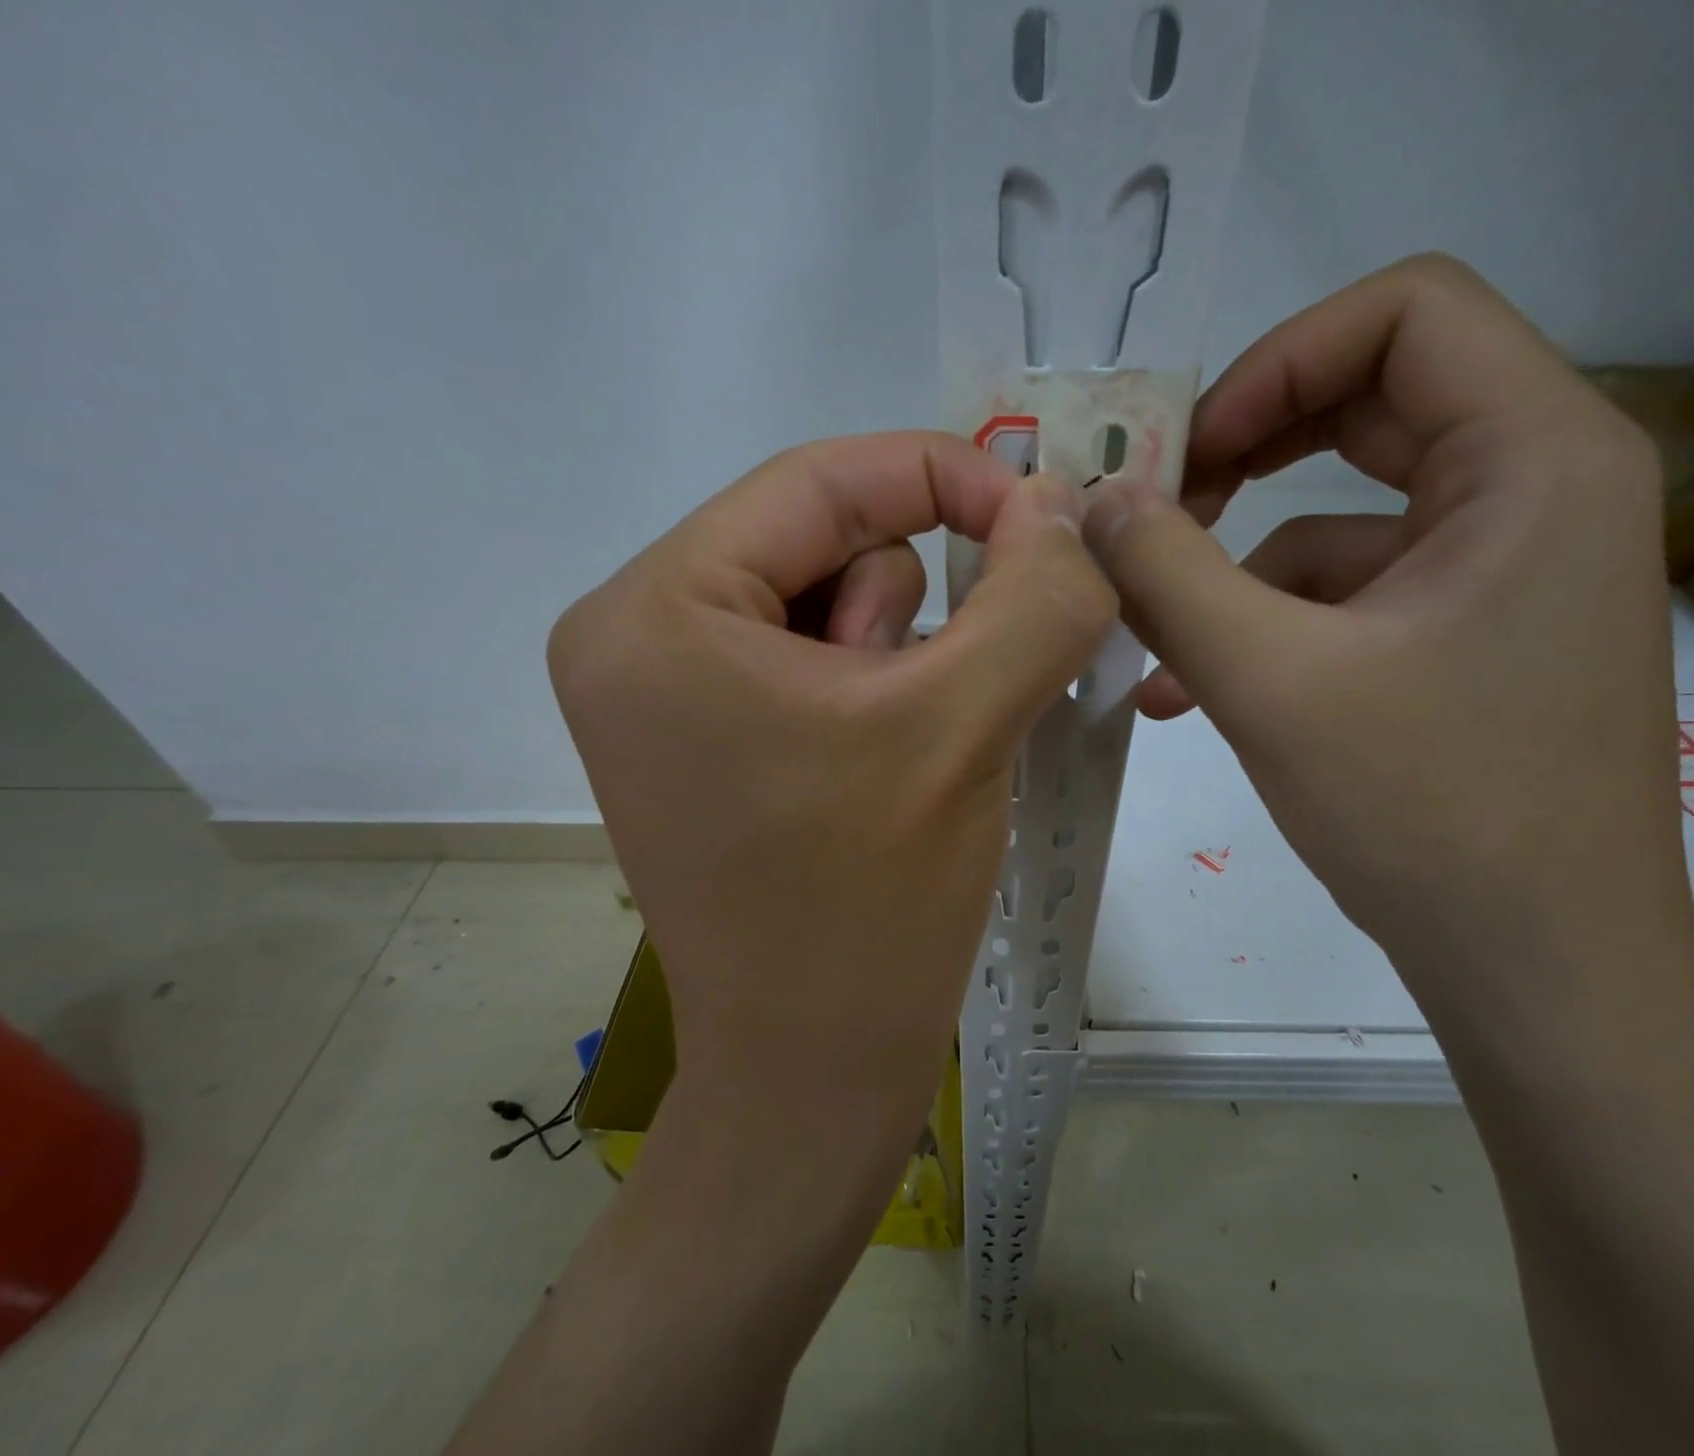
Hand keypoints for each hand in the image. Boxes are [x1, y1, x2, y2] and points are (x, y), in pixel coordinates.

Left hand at [456, 435, 1112, 1455]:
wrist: (812, 1075)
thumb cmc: (871, 907)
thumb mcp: (966, 725)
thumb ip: (1035, 592)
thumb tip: (1062, 502)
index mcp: (656, 611)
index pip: (819, 480)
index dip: (945, 476)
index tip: (1044, 520)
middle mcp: (631, 635)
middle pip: (819, 538)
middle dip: (909, 605)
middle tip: (935, 704)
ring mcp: (658, 690)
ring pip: (824, 597)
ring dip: (896, 656)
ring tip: (903, 753)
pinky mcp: (697, 735)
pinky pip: (809, 655)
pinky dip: (875, 687)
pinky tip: (884, 767)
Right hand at [1084, 254, 1683, 1033]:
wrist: (1538, 971)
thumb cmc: (1427, 813)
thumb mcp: (1269, 681)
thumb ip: (1167, 575)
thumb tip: (1093, 500)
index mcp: (1536, 459)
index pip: (1406, 311)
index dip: (1276, 363)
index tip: (1187, 455)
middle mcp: (1539, 490)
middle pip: (1369, 404)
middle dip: (1244, 455)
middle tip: (1158, 512)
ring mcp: (1504, 568)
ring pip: (1342, 515)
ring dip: (1237, 570)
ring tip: (1157, 644)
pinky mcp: (1468, 633)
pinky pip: (1348, 593)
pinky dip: (1267, 625)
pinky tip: (1199, 692)